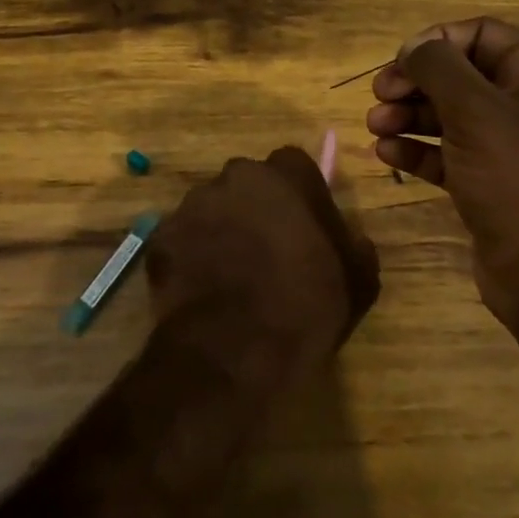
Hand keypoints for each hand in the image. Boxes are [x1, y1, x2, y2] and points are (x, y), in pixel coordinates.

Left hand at [146, 147, 379, 379]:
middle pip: (247, 185)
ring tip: (232, 277)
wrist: (235, 351)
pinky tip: (203, 293)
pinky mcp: (160, 239)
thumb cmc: (306, 307)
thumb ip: (351, 243)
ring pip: (211, 211)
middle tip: (268, 252)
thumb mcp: (358, 278)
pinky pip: (181, 242)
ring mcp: (191, 206)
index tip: (305, 226)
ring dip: (221, 232)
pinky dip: (190, 259)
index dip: (300, 195)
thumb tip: (345, 236)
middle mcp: (233, 178)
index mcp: (284, 176)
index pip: (294, 166)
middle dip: (256, 209)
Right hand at [365, 18, 518, 328]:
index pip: (482, 34)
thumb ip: (439, 68)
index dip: (437, 40)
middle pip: (459, 75)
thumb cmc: (517, 177)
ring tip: (374, 127)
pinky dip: (416, 150)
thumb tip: (413, 45)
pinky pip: (446, 154)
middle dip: (415, 82)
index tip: (400, 60)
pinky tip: (386, 154)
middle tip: (379, 95)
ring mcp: (506, 147)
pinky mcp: (487, 182)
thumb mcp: (476, 111)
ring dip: (408, 116)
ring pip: (448, 116)